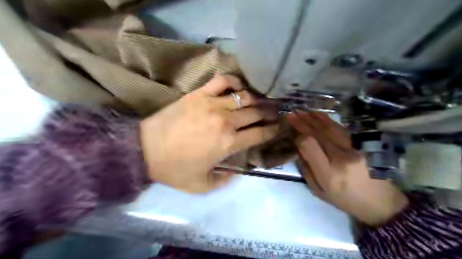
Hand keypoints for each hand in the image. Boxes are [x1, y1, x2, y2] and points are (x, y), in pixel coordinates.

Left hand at [140, 74, 277, 191]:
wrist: (145, 150)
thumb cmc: (174, 169)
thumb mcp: (203, 185)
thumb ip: (225, 180)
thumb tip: (239, 170)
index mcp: (229, 143)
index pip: (260, 133)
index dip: (272, 129)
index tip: (279, 126)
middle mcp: (226, 121)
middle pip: (256, 112)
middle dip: (270, 112)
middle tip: (276, 111)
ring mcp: (212, 104)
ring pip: (244, 96)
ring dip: (257, 98)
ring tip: (262, 100)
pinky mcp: (199, 94)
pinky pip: (222, 81)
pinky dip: (234, 81)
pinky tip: (239, 86)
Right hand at [288, 112, 407, 224]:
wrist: (381, 202)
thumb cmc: (345, 199)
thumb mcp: (319, 191)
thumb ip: (306, 169)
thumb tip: (298, 148)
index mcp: (329, 173)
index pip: (309, 145)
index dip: (299, 136)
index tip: (292, 131)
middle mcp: (343, 158)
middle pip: (319, 134)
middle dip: (303, 122)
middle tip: (292, 114)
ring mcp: (356, 149)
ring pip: (331, 128)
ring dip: (315, 118)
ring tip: (303, 111)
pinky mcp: (365, 144)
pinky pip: (342, 129)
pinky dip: (329, 121)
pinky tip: (320, 115)